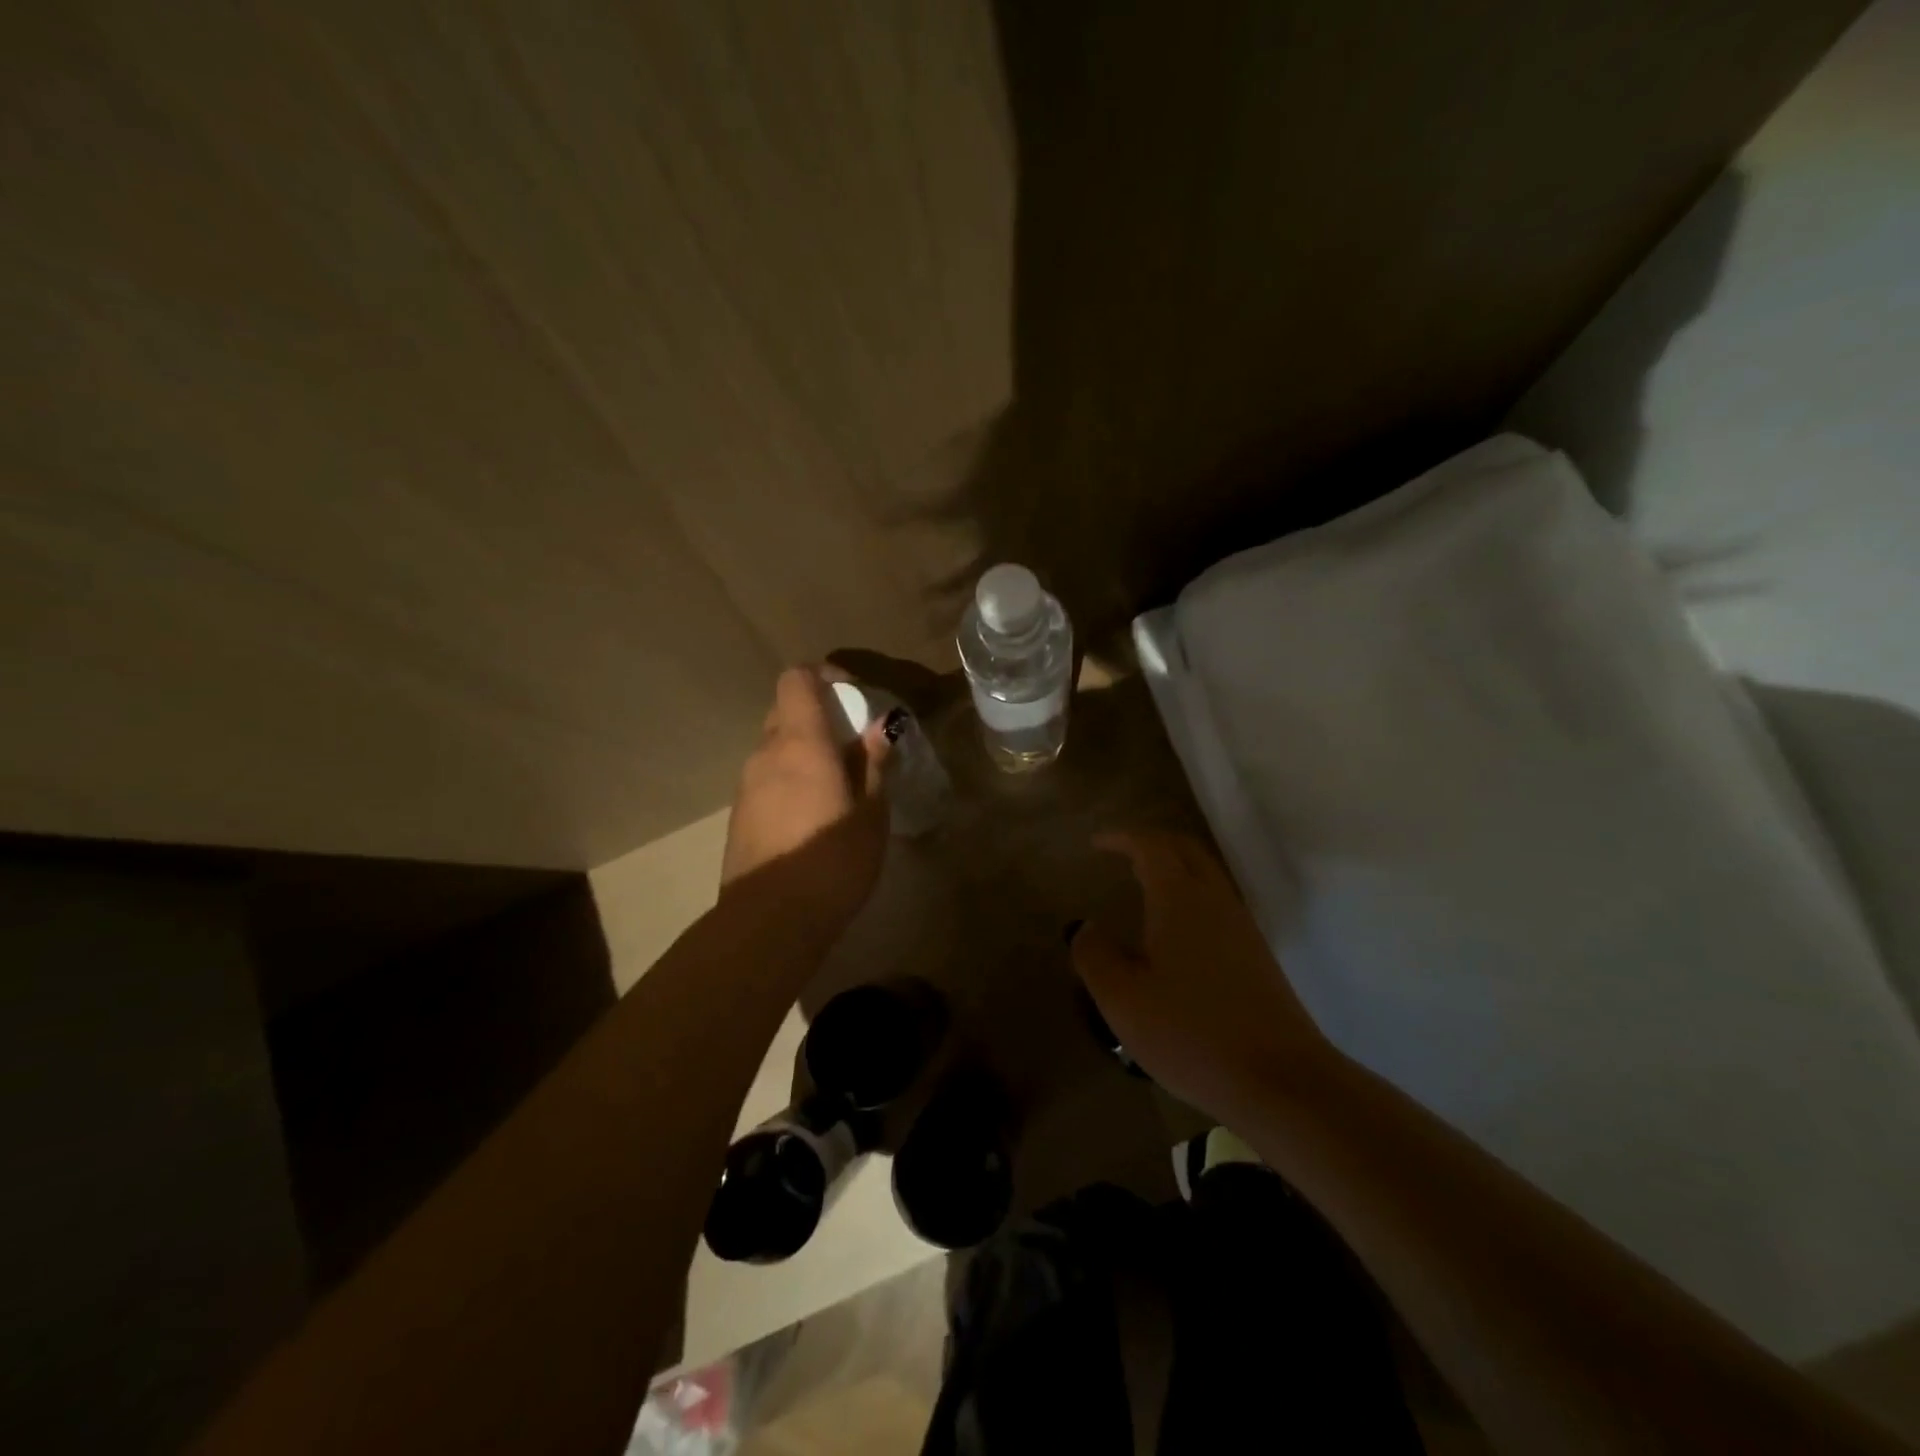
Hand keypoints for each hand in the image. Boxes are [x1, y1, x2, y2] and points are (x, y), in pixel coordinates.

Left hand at [720, 667, 891, 936]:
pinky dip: (789, 777)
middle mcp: (766, 753)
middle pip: (785, 710)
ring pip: (775, 747)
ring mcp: (746, 785)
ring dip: (804, 749)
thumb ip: (873, 764)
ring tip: (837, 783)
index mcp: (801, 742)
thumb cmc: (832, 860)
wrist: (770, 920)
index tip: (853, 696)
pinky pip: (766, 777)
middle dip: (819, 714)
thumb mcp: (871, 813)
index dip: (824, 676)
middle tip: (852, 742)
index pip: (797, 679)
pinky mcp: (739, 815)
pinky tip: (812, 814)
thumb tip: (879, 728)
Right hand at [1071, 831, 1337, 1117]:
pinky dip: (1191, 895)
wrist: (1281, 1080)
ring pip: (1207, 875)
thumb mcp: (1123, 999)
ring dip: (1174, 867)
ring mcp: (1242, 927)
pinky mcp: (1257, 956)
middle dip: (1152, 842)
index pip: (1151, 846)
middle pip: (1186, 849)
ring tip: (1143, 884)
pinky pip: (1218, 903)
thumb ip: (1095, 956)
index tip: (1097, 842)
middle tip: (1122, 852)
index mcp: (1179, 899)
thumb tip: (1085, 927)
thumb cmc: (1191, 1033)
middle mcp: (1215, 901)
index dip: (1122, 838)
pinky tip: (1176, 930)